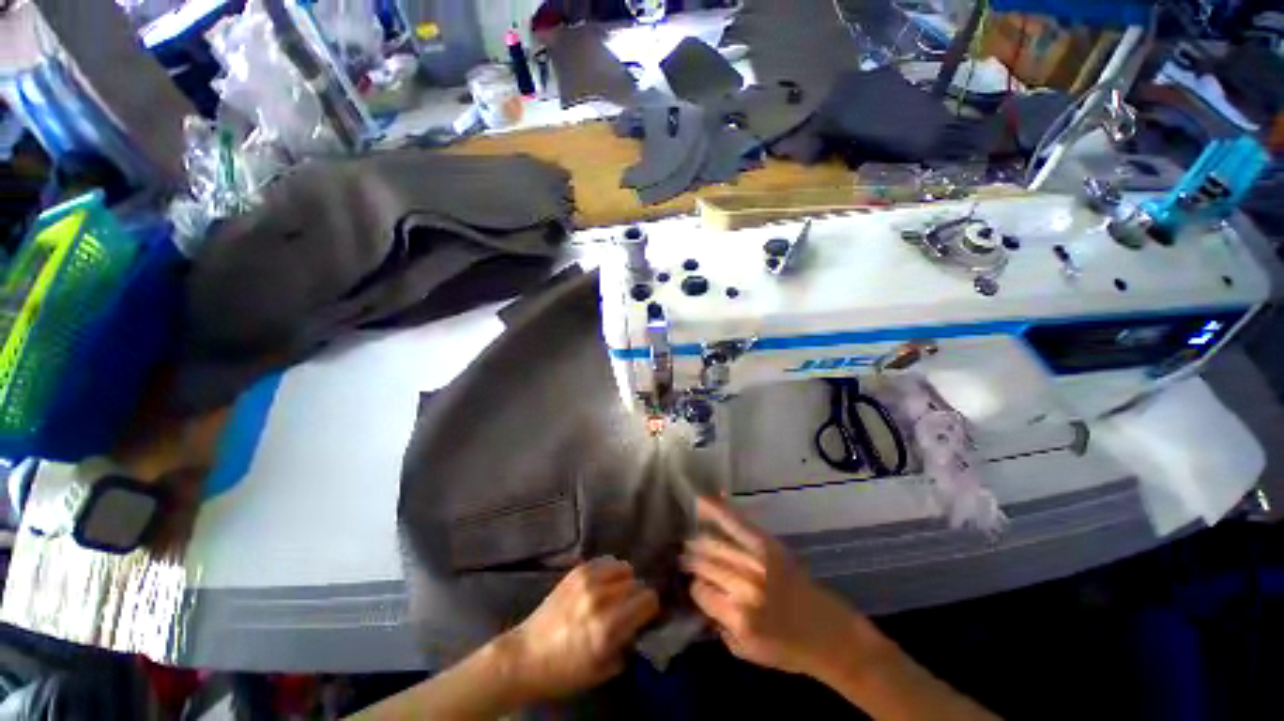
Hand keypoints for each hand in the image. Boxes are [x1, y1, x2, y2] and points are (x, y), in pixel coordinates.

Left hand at [498, 557, 658, 701]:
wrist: (526, 655)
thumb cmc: (564, 671)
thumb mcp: (602, 670)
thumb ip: (627, 645)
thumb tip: (641, 626)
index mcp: (607, 627)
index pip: (648, 600)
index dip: (650, 609)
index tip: (645, 617)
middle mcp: (600, 599)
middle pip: (637, 583)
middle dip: (638, 596)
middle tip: (630, 609)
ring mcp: (587, 580)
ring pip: (625, 568)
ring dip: (626, 581)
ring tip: (617, 594)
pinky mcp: (577, 570)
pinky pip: (607, 560)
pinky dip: (611, 570)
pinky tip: (605, 583)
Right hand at [683, 497, 871, 677]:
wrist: (829, 633)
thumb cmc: (787, 650)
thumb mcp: (746, 652)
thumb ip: (718, 624)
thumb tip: (699, 593)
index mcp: (738, 618)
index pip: (700, 591)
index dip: (696, 588)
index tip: (699, 587)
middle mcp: (745, 588)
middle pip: (706, 565)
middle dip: (693, 561)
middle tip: (685, 557)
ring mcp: (757, 562)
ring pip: (715, 545)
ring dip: (700, 542)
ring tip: (691, 541)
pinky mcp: (768, 545)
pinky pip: (737, 524)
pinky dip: (719, 511)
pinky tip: (701, 500)